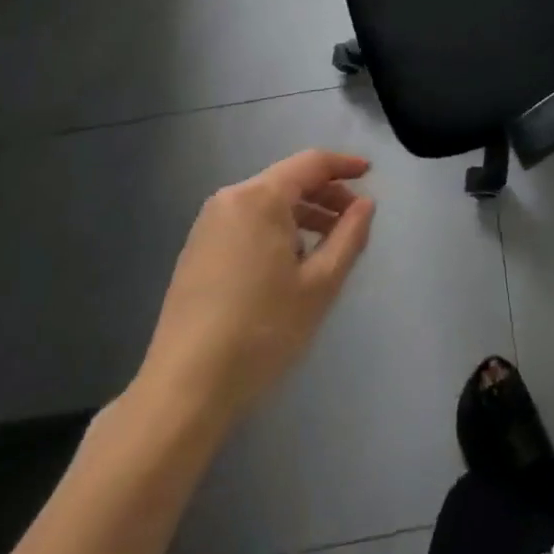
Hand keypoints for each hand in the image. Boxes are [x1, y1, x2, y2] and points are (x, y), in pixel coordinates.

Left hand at [134, 150, 375, 426]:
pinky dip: (275, 228)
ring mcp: (208, 225)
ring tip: (327, 246)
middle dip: (325, 194)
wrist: (183, 391)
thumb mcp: (320, 284)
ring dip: (301, 214)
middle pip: (288, 180)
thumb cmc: (261, 331)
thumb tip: (365, 204)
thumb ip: (349, 236)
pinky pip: (246, 222)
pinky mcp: (196, 251)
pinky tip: (288, 264)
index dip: (344, 165)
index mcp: (261, 198)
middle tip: (353, 218)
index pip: (311, 163)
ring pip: (267, 203)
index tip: (370, 173)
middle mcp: (231, 199)